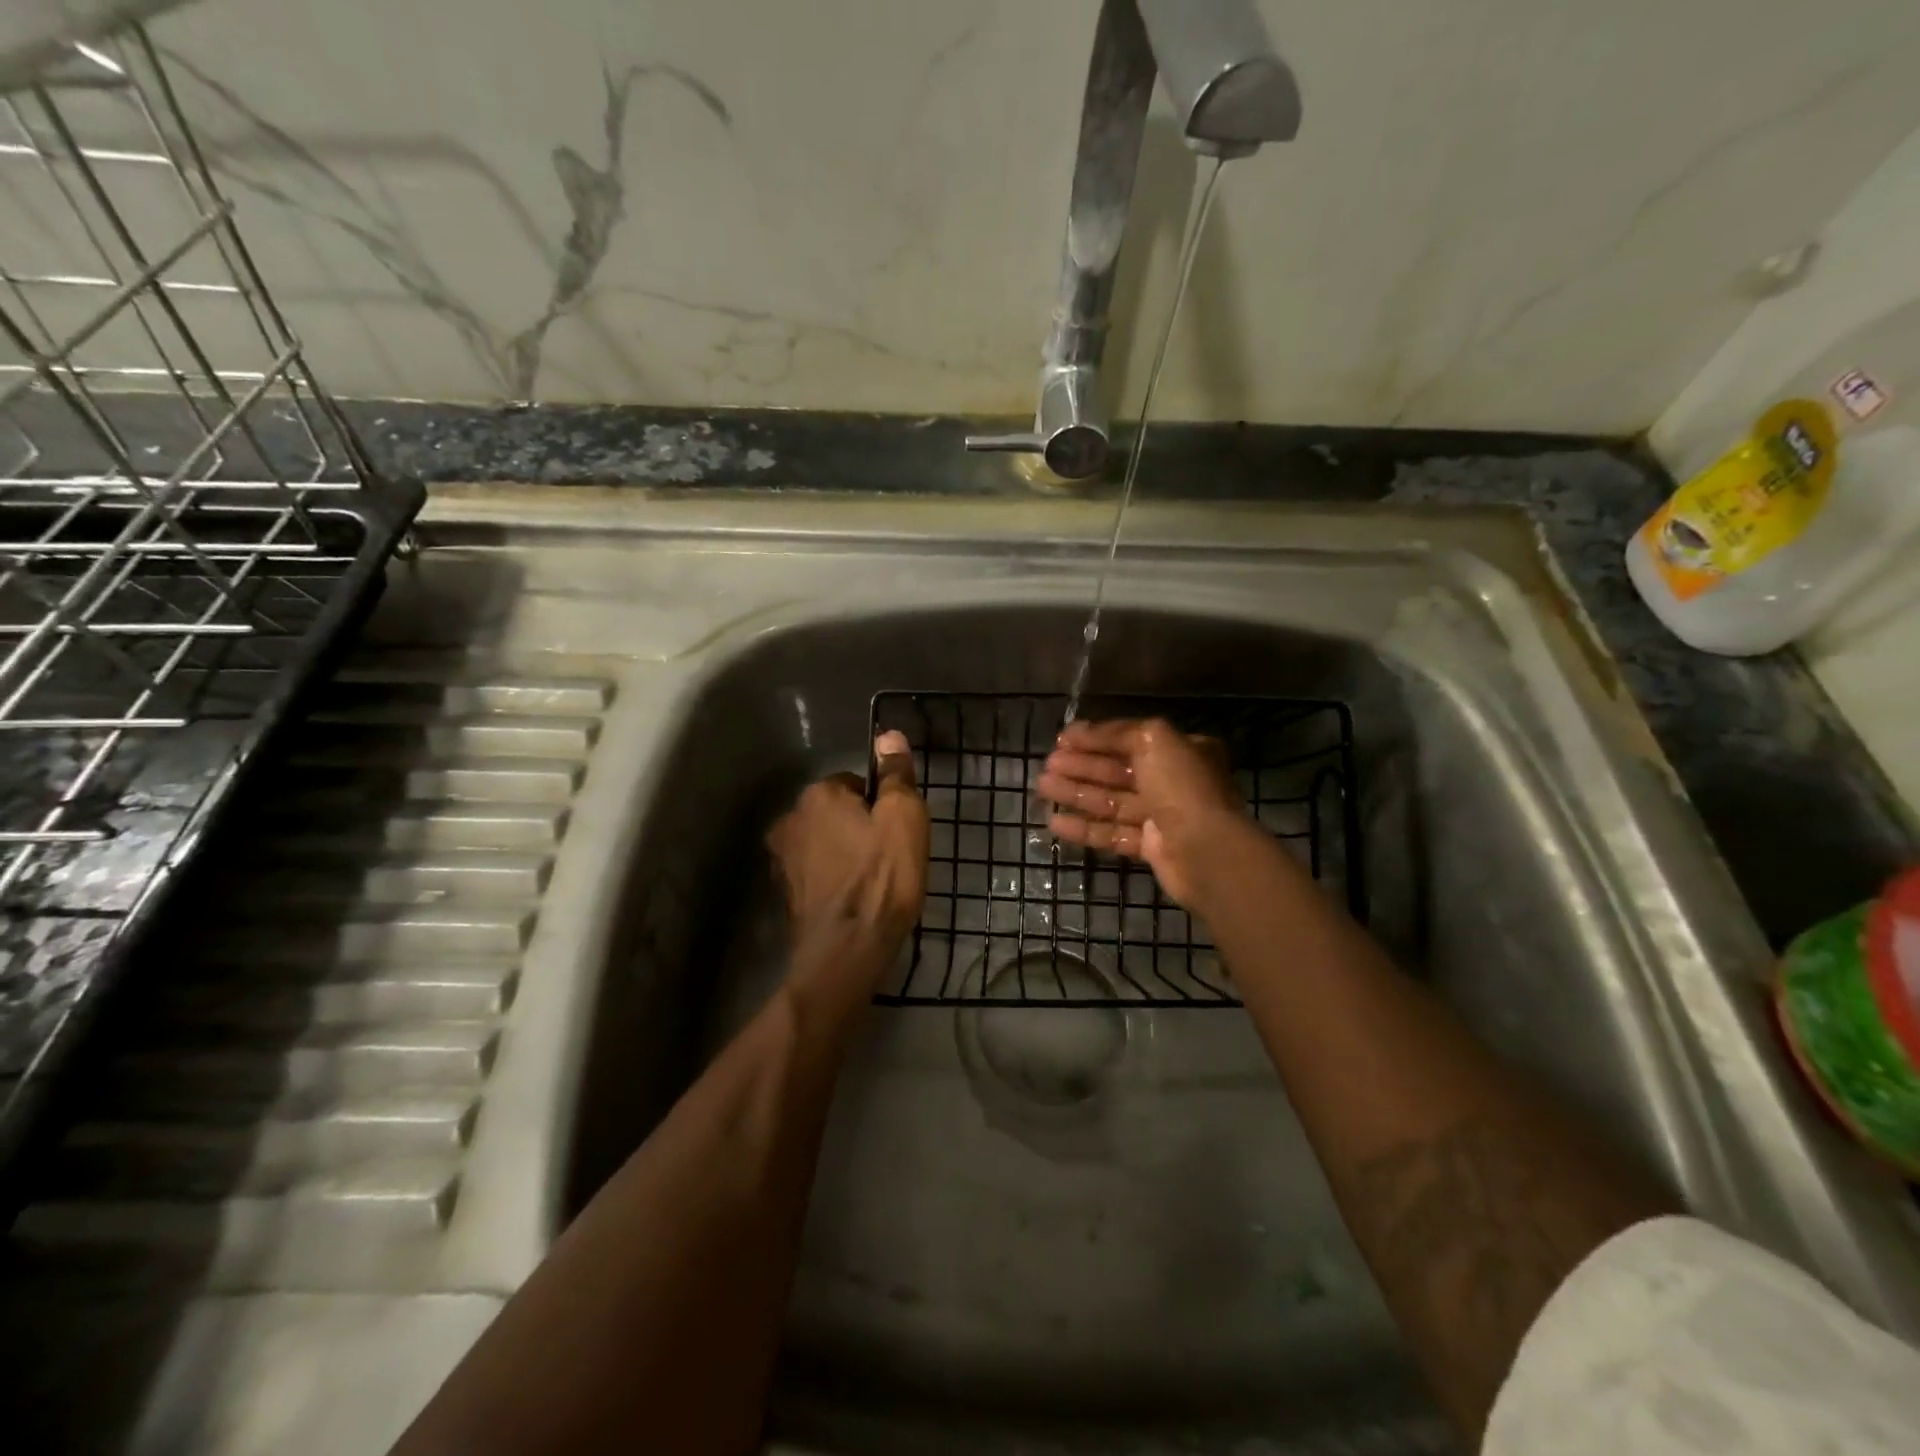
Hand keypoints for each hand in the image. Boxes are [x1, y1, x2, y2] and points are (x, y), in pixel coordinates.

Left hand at [766, 731, 928, 965]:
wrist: (847, 951)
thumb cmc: (882, 877)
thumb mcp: (904, 817)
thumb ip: (895, 774)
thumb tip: (888, 735)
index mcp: (817, 795)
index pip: (854, 783)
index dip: (881, 805)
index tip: (897, 832)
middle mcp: (790, 820)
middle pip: (836, 812)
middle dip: (860, 828)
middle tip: (890, 857)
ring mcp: (782, 860)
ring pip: (825, 843)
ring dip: (846, 854)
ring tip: (875, 883)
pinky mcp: (785, 894)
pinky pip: (817, 873)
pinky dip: (834, 880)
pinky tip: (856, 901)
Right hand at [1035, 717, 1246, 906]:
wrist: (1206, 851)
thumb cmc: (1182, 787)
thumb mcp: (1154, 740)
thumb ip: (1117, 732)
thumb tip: (1082, 730)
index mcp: (1181, 751)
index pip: (1130, 739)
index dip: (1095, 738)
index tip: (1061, 739)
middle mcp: (1173, 782)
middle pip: (1117, 771)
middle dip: (1081, 766)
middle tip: (1047, 764)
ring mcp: (1161, 816)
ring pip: (1110, 801)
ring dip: (1075, 793)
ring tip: (1042, 787)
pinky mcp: (1150, 847)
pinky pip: (1111, 833)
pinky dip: (1084, 828)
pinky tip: (1055, 824)